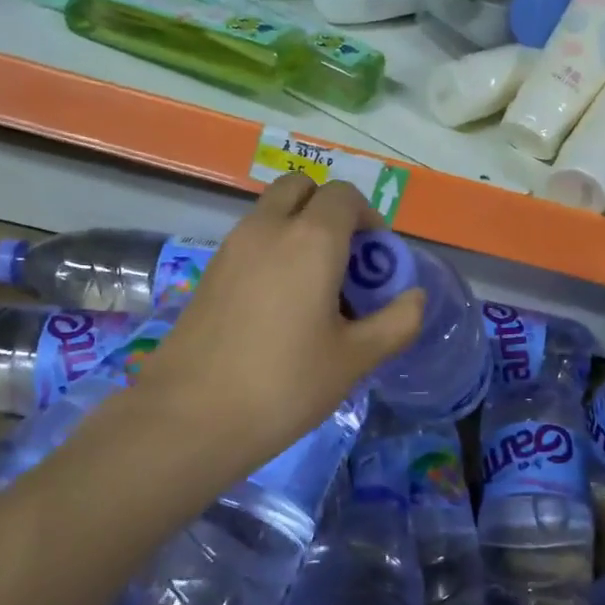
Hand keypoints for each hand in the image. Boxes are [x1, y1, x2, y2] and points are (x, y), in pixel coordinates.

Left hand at [133, 175, 424, 469]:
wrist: (190, 416)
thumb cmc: (284, 384)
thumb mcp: (355, 359)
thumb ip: (396, 322)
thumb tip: (414, 298)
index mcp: (311, 239)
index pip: (345, 196)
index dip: (369, 219)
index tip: (377, 262)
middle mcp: (268, 228)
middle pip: (301, 188)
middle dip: (329, 210)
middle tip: (344, 261)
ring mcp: (232, 247)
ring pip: (272, 212)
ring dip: (299, 229)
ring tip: (315, 288)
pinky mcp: (209, 271)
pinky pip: (251, 240)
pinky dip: (273, 250)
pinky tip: (280, 306)